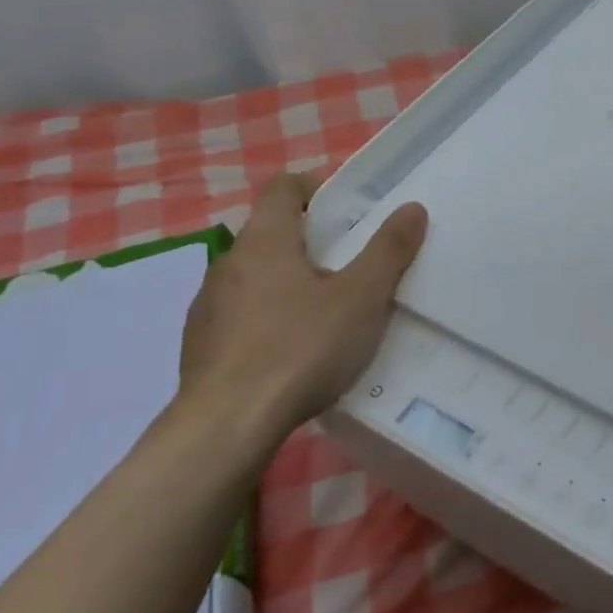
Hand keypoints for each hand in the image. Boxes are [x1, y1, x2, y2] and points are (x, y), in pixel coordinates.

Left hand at [177, 172, 427, 449]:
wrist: (227, 426)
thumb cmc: (300, 349)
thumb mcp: (361, 298)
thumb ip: (388, 250)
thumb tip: (412, 208)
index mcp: (265, 240)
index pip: (284, 187)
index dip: (316, 187)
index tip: (348, 209)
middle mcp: (228, 263)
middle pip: (271, 233)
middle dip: (311, 241)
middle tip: (352, 264)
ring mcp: (208, 305)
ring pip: (255, 276)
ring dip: (288, 281)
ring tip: (326, 312)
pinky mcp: (201, 344)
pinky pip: (241, 314)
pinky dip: (268, 318)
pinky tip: (292, 351)